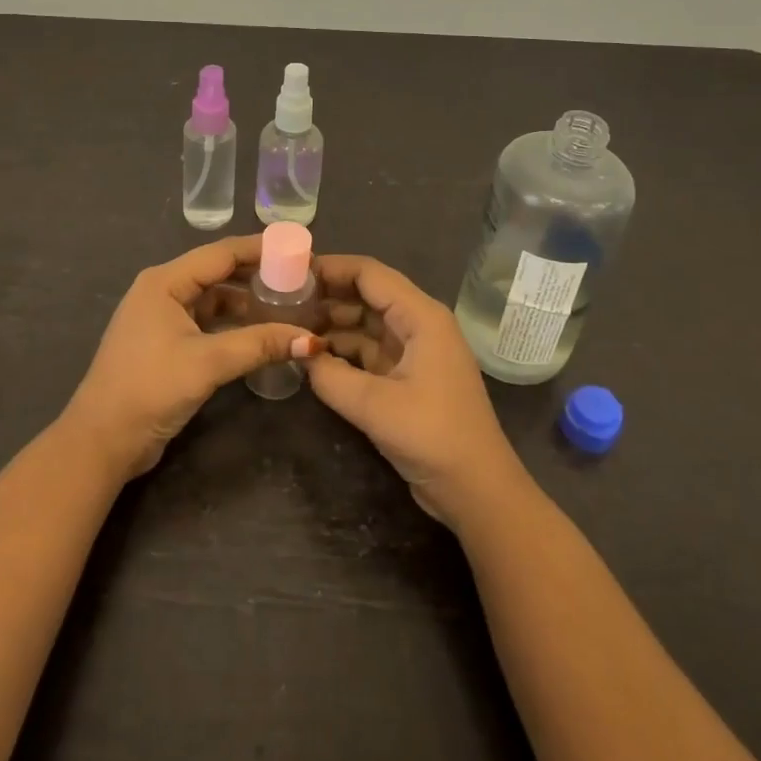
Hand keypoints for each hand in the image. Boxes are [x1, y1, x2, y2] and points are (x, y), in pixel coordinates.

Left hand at [62, 236, 324, 479]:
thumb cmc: (149, 389)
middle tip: (300, 279)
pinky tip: (261, 334)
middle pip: (218, 273)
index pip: (220, 253)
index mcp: (165, 281)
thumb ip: (259, 345)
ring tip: (288, 305)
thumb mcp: (207, 363)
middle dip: (257, 275)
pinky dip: (233, 326)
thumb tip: (313, 340)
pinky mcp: (166, 344)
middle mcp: (162, 291)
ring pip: (213, 300)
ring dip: (247, 303)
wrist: (101, 441)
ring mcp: (162, 318)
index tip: (298, 249)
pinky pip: (207, 323)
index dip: (260, 249)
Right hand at [306, 255, 528, 527]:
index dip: (330, 268)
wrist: (478, 492)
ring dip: (331, 324)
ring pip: (365, 322)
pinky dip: (342, 350)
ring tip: (289, 326)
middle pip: (366, 294)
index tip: (290, 272)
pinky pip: (368, 350)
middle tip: (282, 301)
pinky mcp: (407, 376)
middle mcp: (418, 324)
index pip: (369, 273)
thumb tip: (299, 353)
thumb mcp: (375, 406)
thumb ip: (330, 376)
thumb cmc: (434, 437)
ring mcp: (414, 350)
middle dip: (326, 295)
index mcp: (421, 316)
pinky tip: (313, 356)